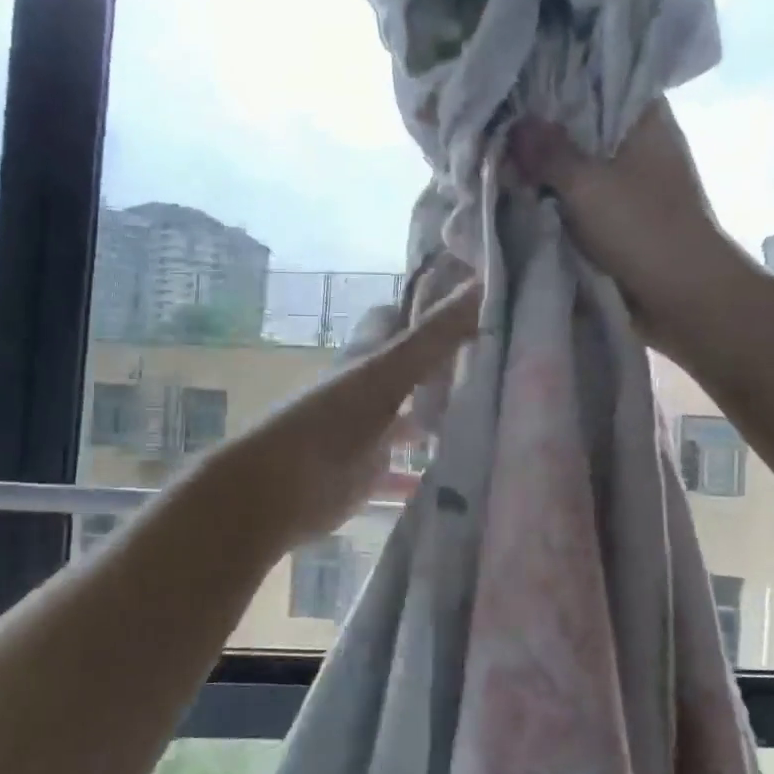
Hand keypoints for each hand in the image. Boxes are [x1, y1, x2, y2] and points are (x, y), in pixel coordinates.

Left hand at [229, 278, 480, 544]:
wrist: (278, 490)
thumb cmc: (330, 421)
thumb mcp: (387, 372)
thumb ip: (434, 335)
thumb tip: (482, 283)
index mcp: (367, 355)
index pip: (395, 317)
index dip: (427, 307)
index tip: (474, 308)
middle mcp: (365, 387)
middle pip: (406, 366)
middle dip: (444, 364)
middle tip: (495, 366)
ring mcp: (366, 430)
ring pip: (408, 412)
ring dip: (438, 413)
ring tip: (490, 417)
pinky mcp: (366, 470)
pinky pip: (401, 465)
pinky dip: (423, 467)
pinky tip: (456, 473)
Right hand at [506, 100, 732, 354]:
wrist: (684, 298)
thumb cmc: (643, 228)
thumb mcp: (587, 185)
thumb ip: (547, 153)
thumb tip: (514, 125)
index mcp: (643, 119)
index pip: (598, 79)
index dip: (556, 78)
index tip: (514, 79)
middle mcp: (638, 144)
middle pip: (581, 125)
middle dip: (541, 130)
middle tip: (493, 122)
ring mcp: (630, 183)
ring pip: (577, 165)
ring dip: (545, 169)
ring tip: (497, 156)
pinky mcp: (620, 219)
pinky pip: (579, 199)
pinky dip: (554, 199)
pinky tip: (518, 194)